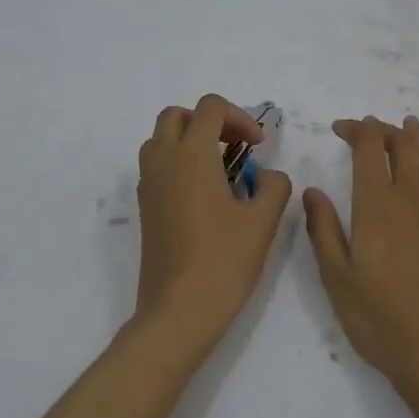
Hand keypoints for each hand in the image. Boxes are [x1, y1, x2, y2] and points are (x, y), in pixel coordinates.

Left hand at [136, 94, 292, 348]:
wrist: (179, 310)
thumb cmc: (224, 261)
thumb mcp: (263, 220)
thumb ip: (273, 185)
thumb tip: (264, 176)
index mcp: (192, 155)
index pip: (210, 107)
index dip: (240, 118)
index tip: (258, 147)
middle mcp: (163, 161)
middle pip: (177, 115)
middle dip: (209, 121)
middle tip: (236, 148)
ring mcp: (148, 185)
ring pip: (161, 139)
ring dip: (189, 140)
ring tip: (220, 169)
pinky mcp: (145, 207)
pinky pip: (156, 166)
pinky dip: (178, 163)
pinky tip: (204, 195)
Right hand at [303, 115, 418, 400]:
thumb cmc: (378, 318)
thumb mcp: (336, 277)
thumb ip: (322, 229)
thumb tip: (312, 191)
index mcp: (377, 205)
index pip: (370, 148)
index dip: (356, 129)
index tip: (338, 129)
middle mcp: (411, 199)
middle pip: (404, 146)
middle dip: (385, 129)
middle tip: (367, 128)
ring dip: (418, 139)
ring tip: (409, 126)